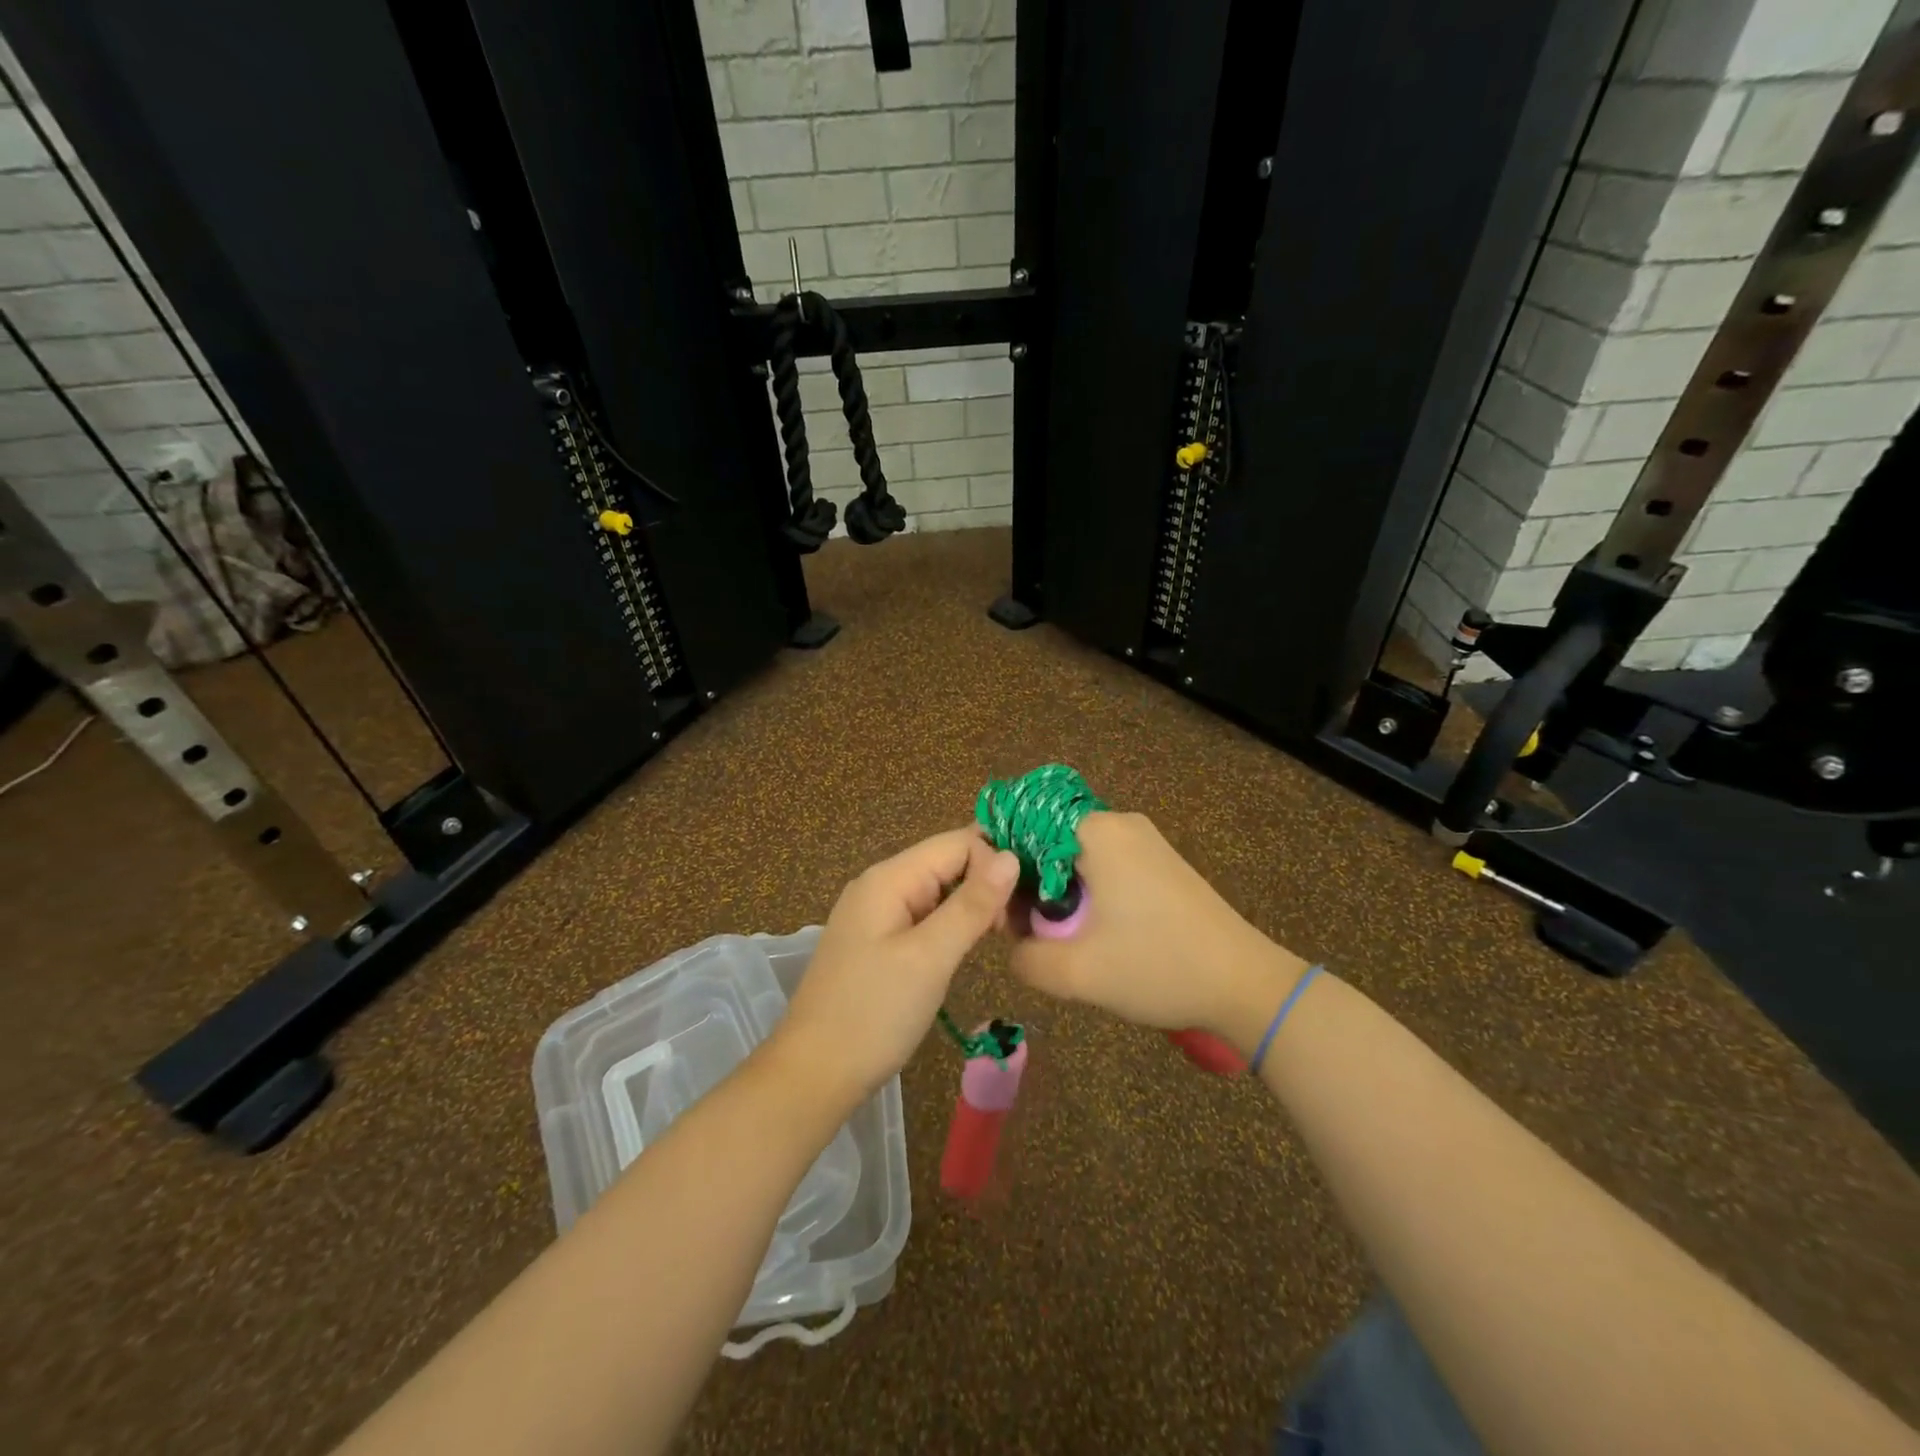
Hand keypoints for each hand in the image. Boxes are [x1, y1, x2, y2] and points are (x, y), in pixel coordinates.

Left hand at [772, 828, 1018, 1104]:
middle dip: (987, 881)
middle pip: (948, 862)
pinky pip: (925, 915)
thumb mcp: (930, 958)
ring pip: (939, 890)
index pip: (957, 842)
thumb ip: (972, 904)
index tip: (1023, 904)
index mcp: (889, 878)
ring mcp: (877, 913)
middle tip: (1020, 922)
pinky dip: (953, 923)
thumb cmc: (873, 1014)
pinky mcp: (879, 941)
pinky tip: (972, 944)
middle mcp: (881, 884)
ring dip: (973, 904)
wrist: (814, 1074)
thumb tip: (1011, 856)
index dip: (995, 862)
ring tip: (1005, 932)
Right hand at [1007, 812, 1307, 1051]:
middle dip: (1027, 884)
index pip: (1023, 826)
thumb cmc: (1158, 967)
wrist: (1245, 984)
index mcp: (1097, 832)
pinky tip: (1088, 933)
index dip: (999, 866)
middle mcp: (1119, 823)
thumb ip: (1025, 957)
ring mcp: (1143, 841)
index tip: (995, 909)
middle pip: (1047, 841)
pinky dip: (1084, 893)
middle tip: (1021, 932)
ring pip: (1073, 857)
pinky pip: (1102, 866)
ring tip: (1052, 938)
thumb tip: (1013, 946)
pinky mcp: (1158, 863)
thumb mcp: (1078, 973)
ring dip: (1055, 893)